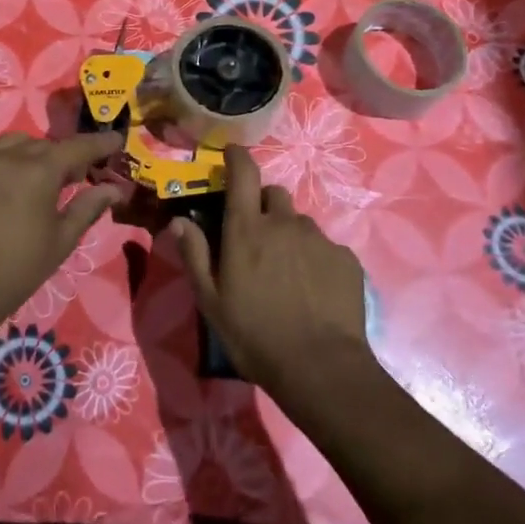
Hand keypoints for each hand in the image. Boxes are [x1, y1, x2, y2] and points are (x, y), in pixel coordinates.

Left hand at [0, 130, 125, 341]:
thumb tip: (114, 189)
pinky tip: (0, 190)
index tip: (116, 141)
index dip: (99, 144)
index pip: (77, 147)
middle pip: (42, 145)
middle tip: (72, 177)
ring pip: (10, 145)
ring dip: (29, 155)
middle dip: (61, 156)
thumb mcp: (61, 240)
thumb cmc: (17, 270)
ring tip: (34, 180)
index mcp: (38, 170)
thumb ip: (88, 207)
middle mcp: (5, 155)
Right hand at [171, 145, 371, 398]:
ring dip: (289, 236)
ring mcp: (319, 239)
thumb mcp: (211, 301)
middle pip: (274, 195)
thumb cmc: (255, 335)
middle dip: (263, 207)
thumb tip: (178, 220)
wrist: (321, 368)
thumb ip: (194, 255)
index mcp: (247, 229)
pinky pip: (325, 247)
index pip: (244, 173)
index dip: (237, 157)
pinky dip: (314, 259)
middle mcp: (284, 223)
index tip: (231, 155)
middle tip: (257, 239)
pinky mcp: (345, 259)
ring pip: (300, 223)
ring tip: (286, 272)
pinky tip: (312, 290)